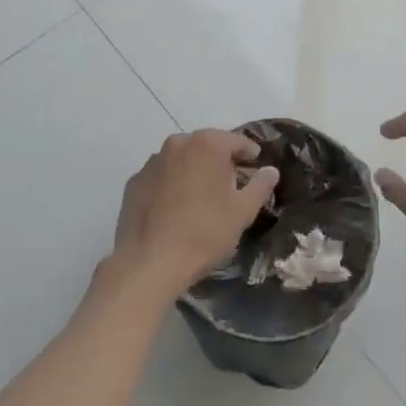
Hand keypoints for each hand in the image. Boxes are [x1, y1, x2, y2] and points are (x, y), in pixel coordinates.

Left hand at [112, 130, 278, 294]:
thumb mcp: (242, 212)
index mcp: (207, 144)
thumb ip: (260, 186)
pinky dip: (171, 185)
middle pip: (206, 146)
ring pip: (181, 159)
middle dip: (220, 161)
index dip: (249, 153)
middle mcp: (177, 144)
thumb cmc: (204, 233)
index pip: (236, 141)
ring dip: (193, 170)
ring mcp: (152, 162)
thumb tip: (271, 170)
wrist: (149, 263)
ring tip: (201, 197)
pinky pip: (161, 176)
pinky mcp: (134, 182)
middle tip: (230, 184)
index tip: (255, 165)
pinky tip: (175, 209)